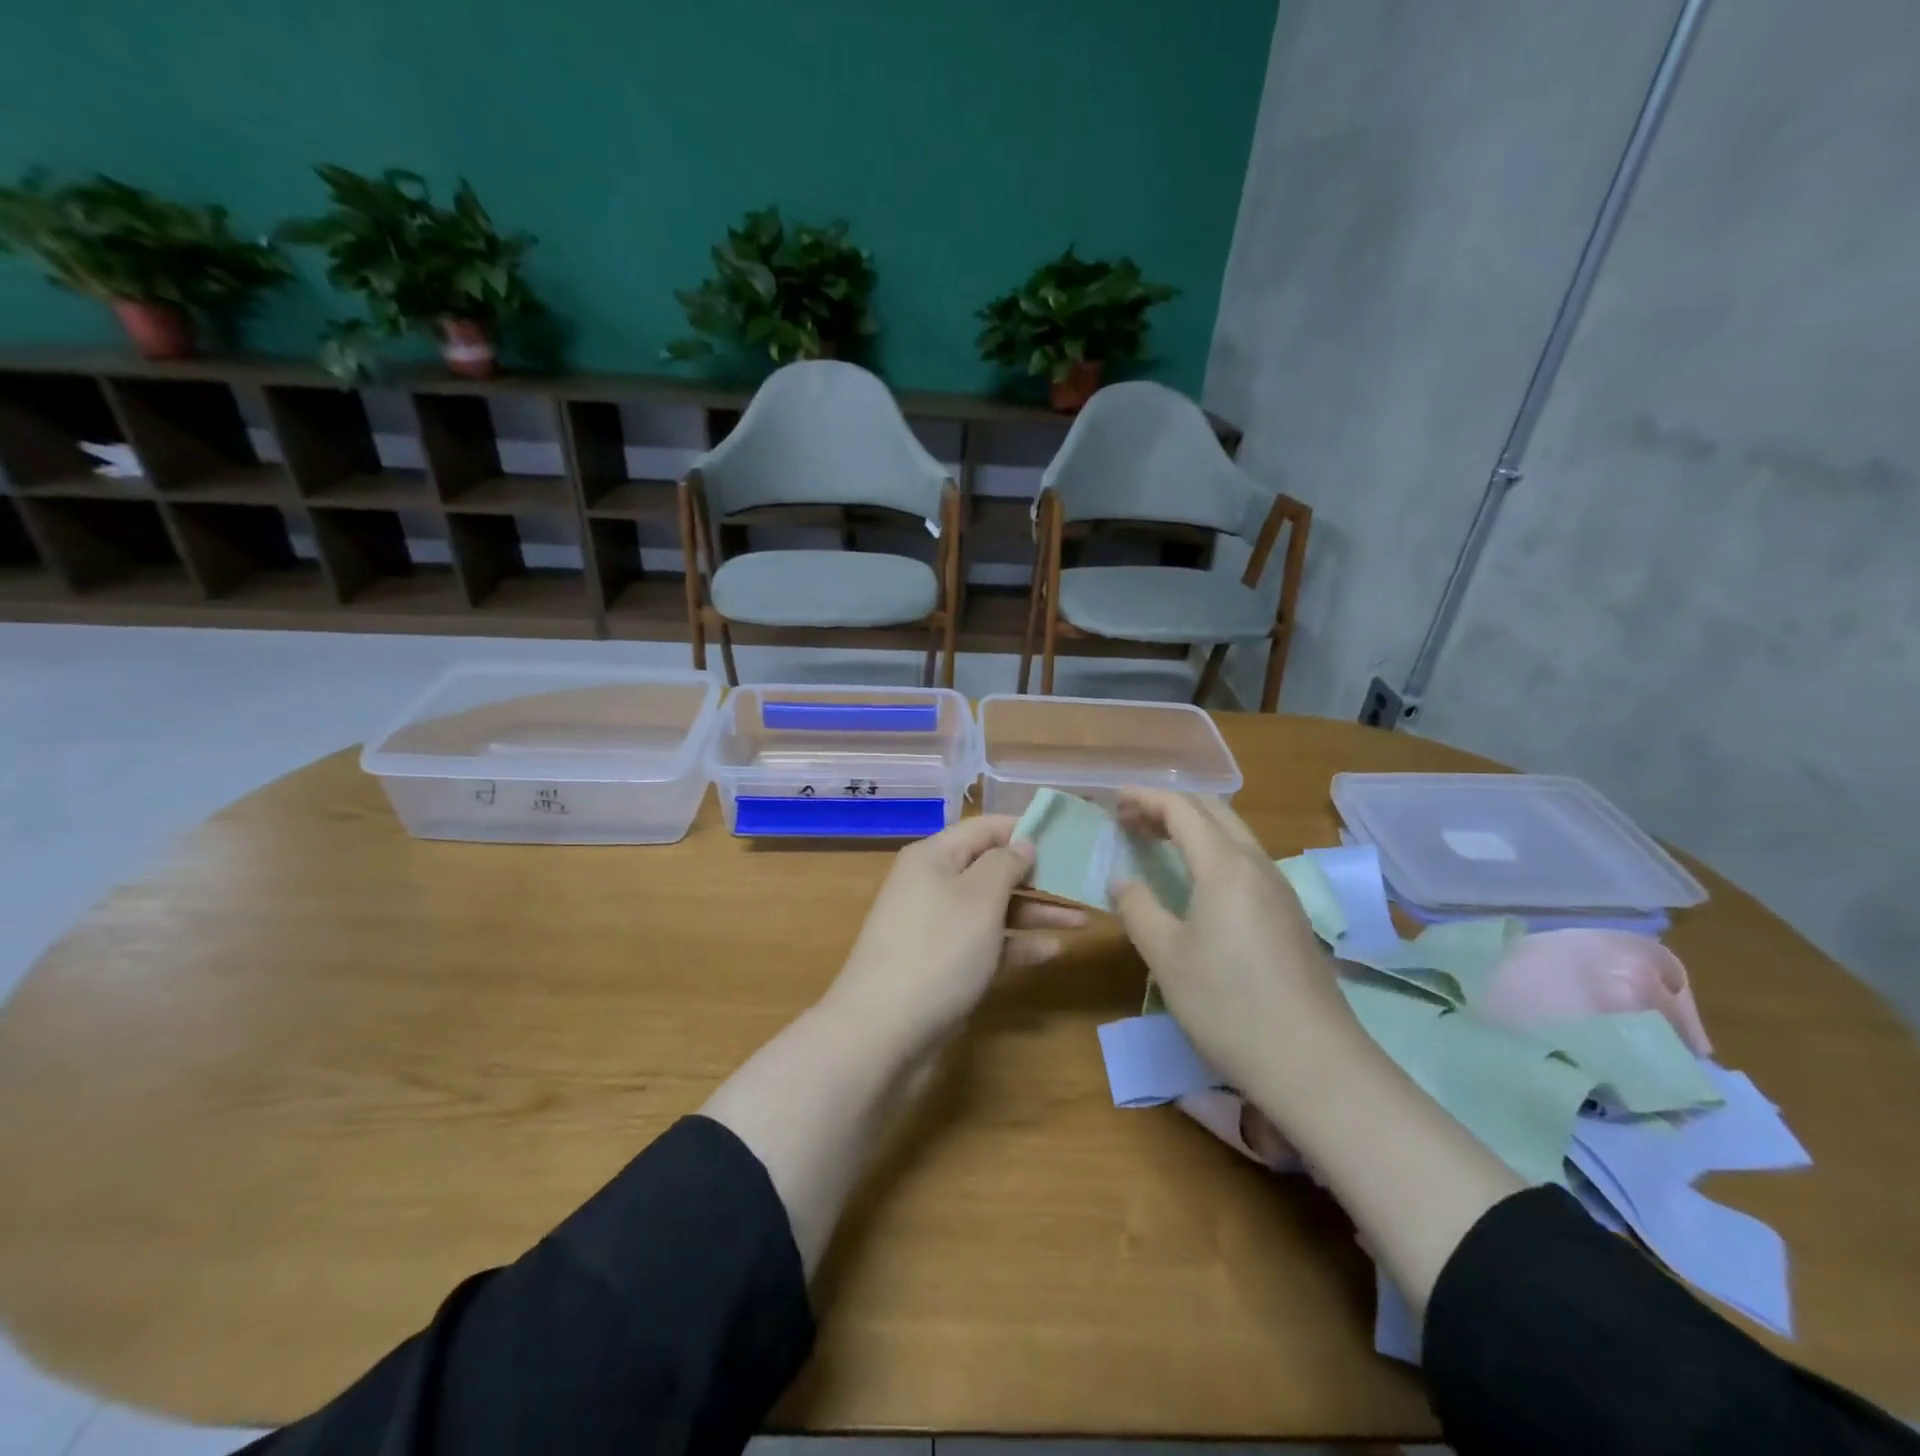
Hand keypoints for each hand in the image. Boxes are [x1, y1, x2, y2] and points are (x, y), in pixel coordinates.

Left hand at [822, 815, 1084, 1056]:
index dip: (1024, 828)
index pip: (985, 828)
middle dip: (1037, 875)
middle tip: (1082, 881)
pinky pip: (985, 944)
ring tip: (1082, 920)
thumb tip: (1022, 843)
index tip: (1068, 835)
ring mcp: (936, 927)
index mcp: (934, 857)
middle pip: (991, 869)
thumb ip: (1006, 864)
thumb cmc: (938, 949)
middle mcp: (933, 885)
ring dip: (1035, 913)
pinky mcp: (942, 965)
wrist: (882, 1032)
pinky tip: (1052, 952)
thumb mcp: (979, 897)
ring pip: (993, 909)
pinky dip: (1016, 945)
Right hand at [1109, 790, 1359, 1096]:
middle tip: (1131, 819)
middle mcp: (1257, 865)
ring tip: (1158, 841)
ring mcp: (1280, 889)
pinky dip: (1213, 850)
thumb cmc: (1227, 1003)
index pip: (1182, 809)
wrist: (1312, 1062)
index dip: (1145, 798)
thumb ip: (1137, 907)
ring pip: (1234, 834)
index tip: (1114, 801)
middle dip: (1169, 806)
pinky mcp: (1290, 915)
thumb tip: (1122, 879)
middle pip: (1213, 810)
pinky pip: (1246, 860)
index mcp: (1225, 865)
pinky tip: (1197, 880)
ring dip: (1193, 826)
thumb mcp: (1166, 956)